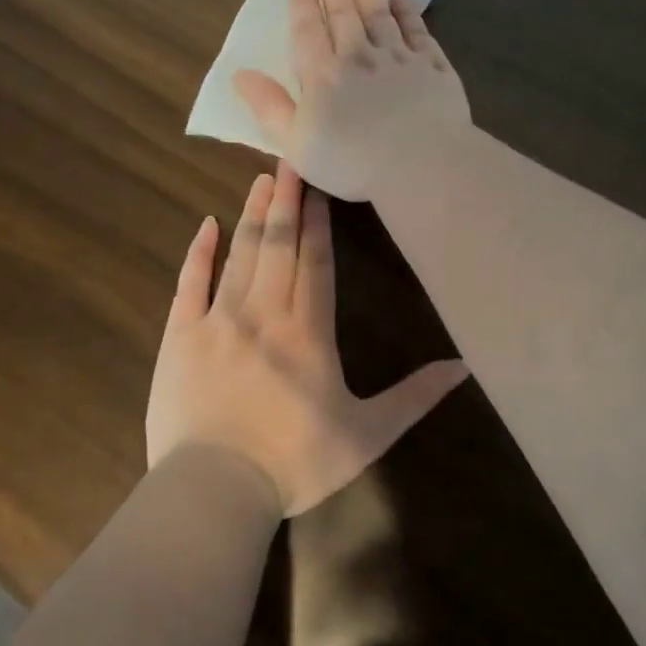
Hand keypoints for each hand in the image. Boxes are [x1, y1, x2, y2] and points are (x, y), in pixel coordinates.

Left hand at [146, 162, 468, 515]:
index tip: (318, 187)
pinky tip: (206, 225)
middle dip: (286, 200)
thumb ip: (414, 396)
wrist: (215, 489)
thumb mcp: (367, 434)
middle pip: (278, 246)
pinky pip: (190, 283)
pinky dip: (199, 252)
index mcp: (308, 332)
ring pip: (240, 255)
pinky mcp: (181, 336)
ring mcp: (218, 320)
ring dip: (252, 215)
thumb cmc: (295, 463)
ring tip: (260, 179)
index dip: (318, 223)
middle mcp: (264, 313)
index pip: (316, 263)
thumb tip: (463, 365)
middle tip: (289, 157)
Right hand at [233, 0, 471, 201]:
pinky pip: (417, 30)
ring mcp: (400, 58)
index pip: (309, 29)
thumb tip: (240, 75)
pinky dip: (407, 11)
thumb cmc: (353, 162)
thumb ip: (269, 107)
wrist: (422, 164)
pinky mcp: (433, 66)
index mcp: (324, 74)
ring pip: (379, 13)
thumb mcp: (296, 143)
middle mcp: (360, 56)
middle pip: (344, 12)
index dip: (302, 0)